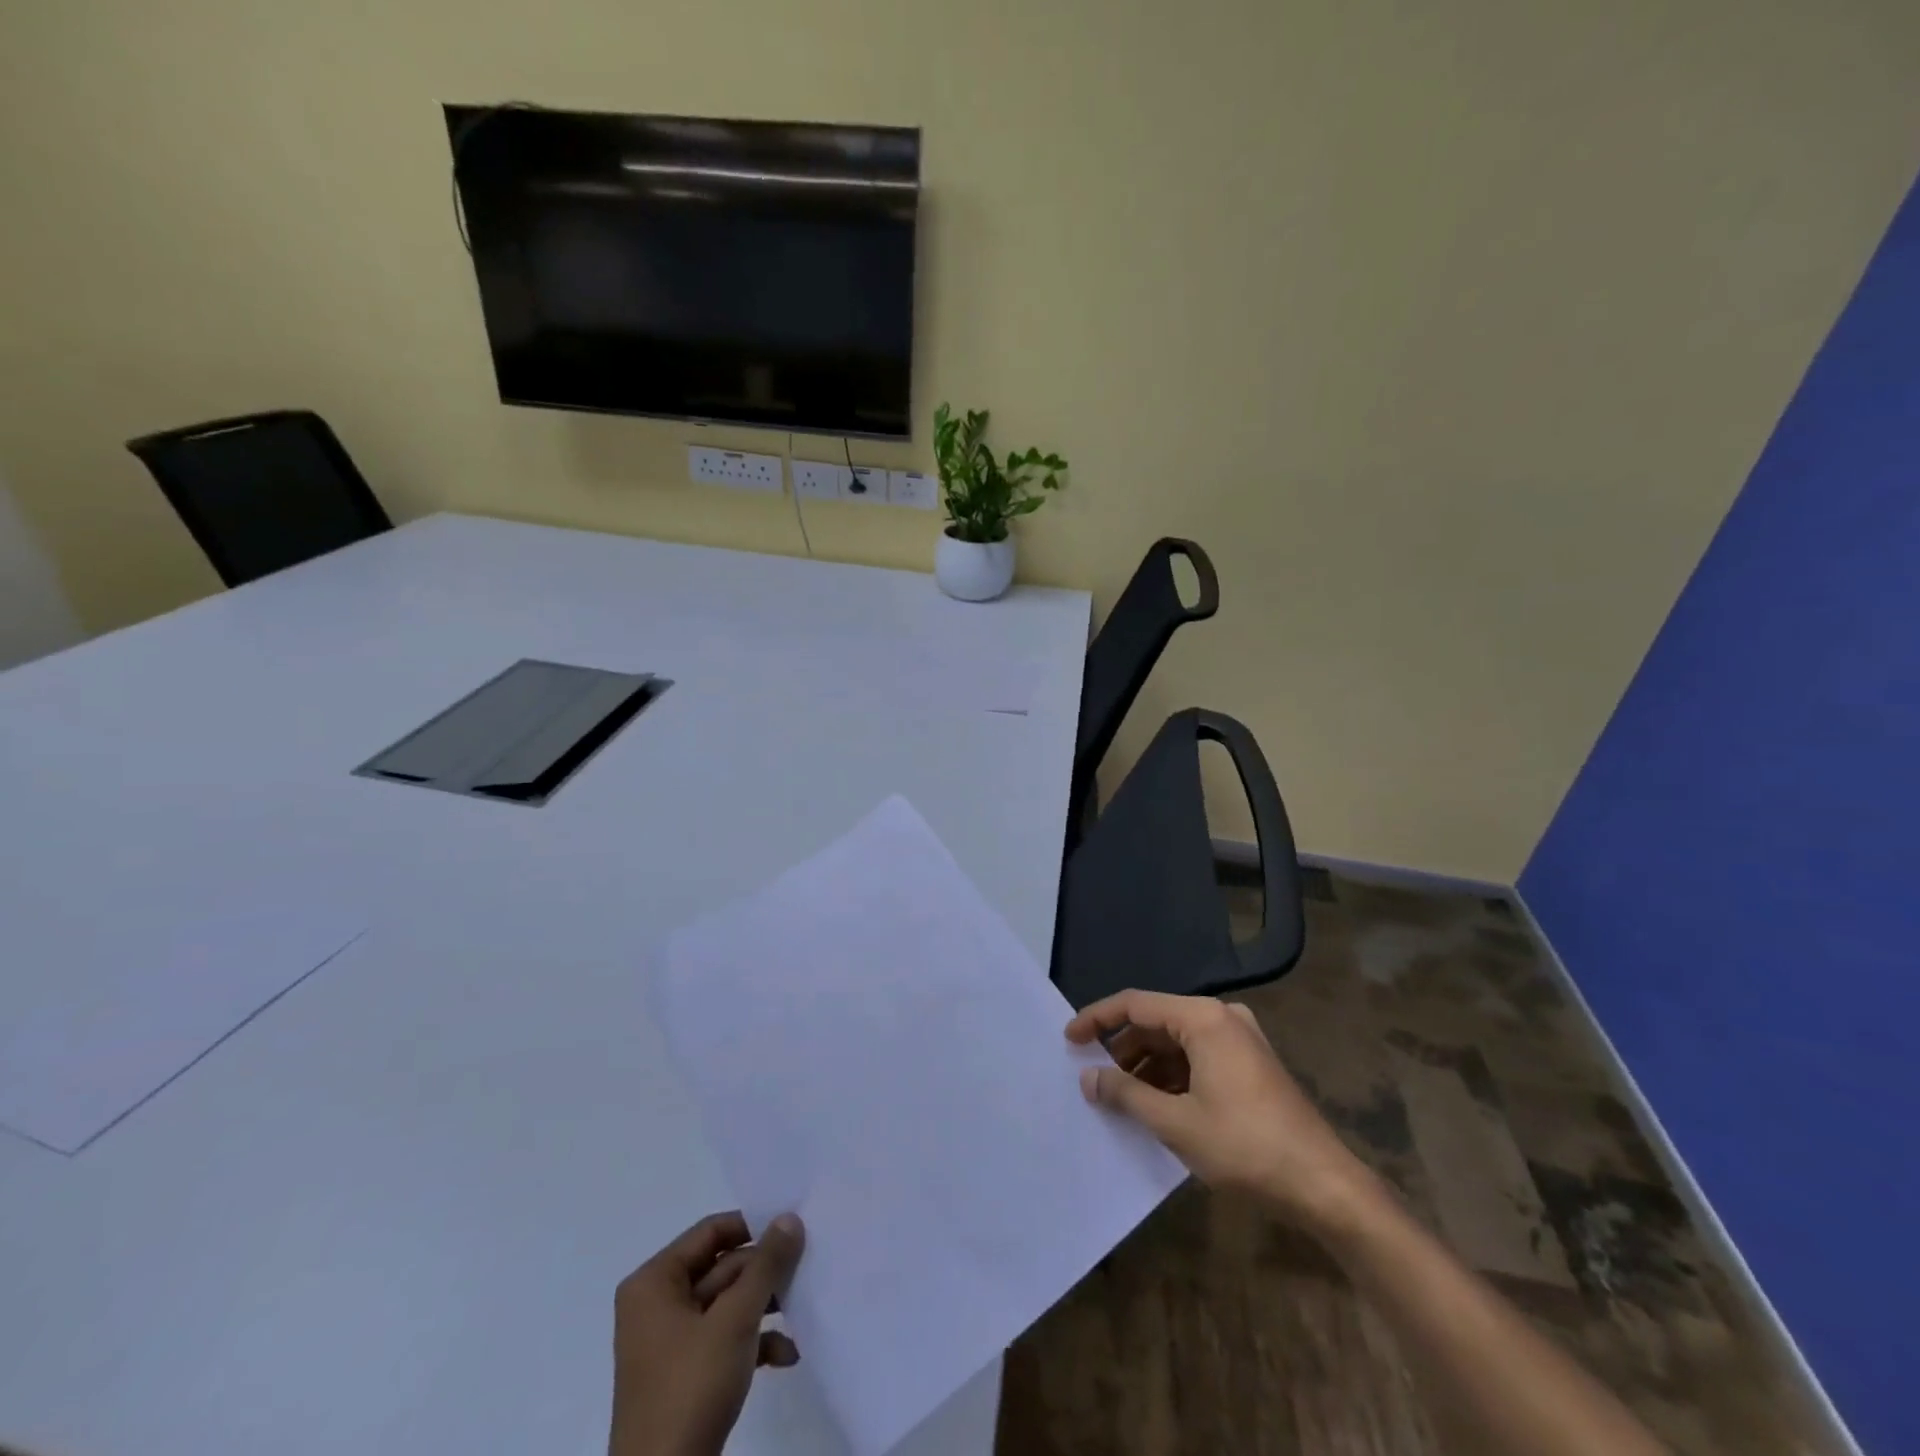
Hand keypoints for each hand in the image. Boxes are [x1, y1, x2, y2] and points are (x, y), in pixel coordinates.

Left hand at [609, 1211, 805, 1455]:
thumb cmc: (691, 1387)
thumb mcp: (735, 1319)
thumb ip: (766, 1264)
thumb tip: (790, 1217)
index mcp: (654, 1283)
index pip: (710, 1231)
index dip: (752, 1226)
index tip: (792, 1229)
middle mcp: (656, 1305)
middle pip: (722, 1267)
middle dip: (764, 1273)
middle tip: (806, 1270)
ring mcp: (670, 1343)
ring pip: (727, 1304)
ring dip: (765, 1307)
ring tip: (802, 1308)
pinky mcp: (684, 1376)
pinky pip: (724, 1339)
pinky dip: (754, 1342)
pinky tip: (787, 1353)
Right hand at [1066, 990, 1379, 1234]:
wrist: (1325, 1186)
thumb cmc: (1245, 1147)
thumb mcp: (1176, 1122)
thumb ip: (1126, 1093)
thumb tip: (1088, 1077)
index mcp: (1204, 1018)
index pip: (1136, 1004)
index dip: (1097, 1019)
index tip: (1069, 1039)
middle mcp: (1222, 1017)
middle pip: (1157, 1021)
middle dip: (1122, 1047)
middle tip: (1092, 1074)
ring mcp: (1240, 1039)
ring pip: (1177, 1041)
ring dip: (1146, 1065)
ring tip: (1119, 1095)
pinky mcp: (1251, 1064)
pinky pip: (1198, 1057)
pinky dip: (1172, 1075)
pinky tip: (1156, 1104)